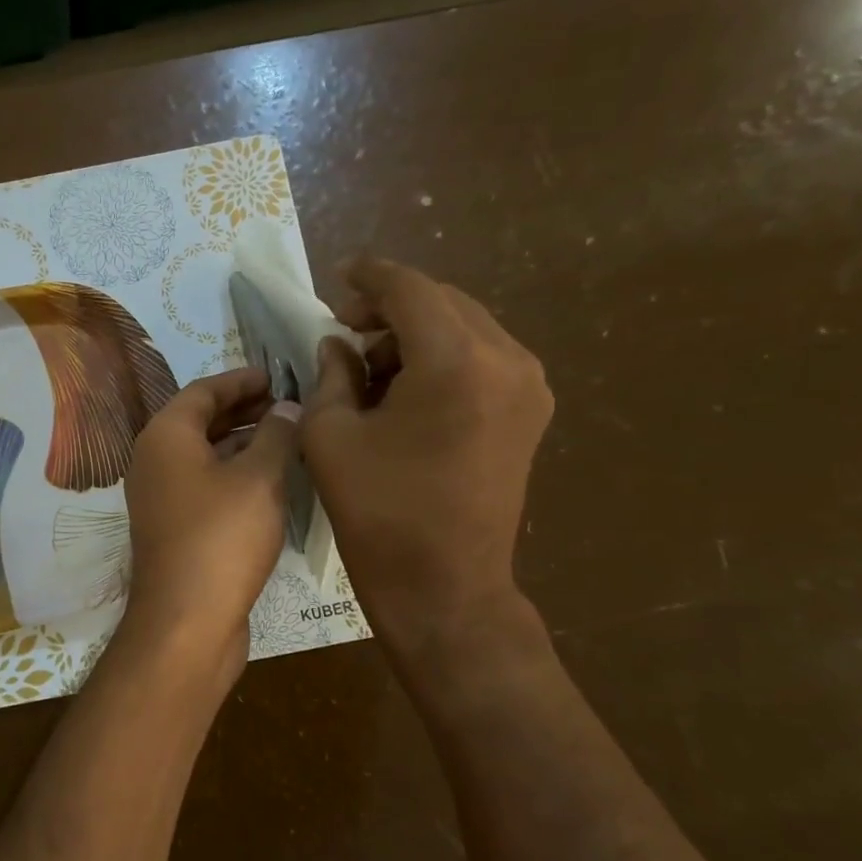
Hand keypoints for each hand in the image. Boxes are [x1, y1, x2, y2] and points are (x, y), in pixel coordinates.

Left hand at [122, 367, 300, 692]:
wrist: (186, 620)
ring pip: (203, 454)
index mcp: (164, 436)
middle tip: (286, 402)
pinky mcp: (173, 527)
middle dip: (243, 409)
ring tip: (286, 435)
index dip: (241, 379)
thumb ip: (276, 434)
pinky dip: (233, 472)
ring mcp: (160, 496)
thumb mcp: (260, 478)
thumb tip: (287, 406)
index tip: (276, 374)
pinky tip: (269, 479)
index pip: (203, 390)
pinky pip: (204, 483)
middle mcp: (154, 460)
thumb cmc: (222, 537)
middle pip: (199, 420)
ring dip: (241, 441)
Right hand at [302, 257, 552, 647]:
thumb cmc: (378, 512)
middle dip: (391, 308)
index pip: (410, 290)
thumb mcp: (331, 436)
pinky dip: (442, 357)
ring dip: (416, 333)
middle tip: (345, 331)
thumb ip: (331, 374)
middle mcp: (505, 359)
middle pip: (443, 303)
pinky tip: (407, 389)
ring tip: (371, 368)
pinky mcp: (530, 412)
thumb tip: (337, 344)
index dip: (370, 276)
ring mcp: (528, 386)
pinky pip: (482, 358)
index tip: (339, 274)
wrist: (445, 586)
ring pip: (465, 327)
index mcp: (455, 360)